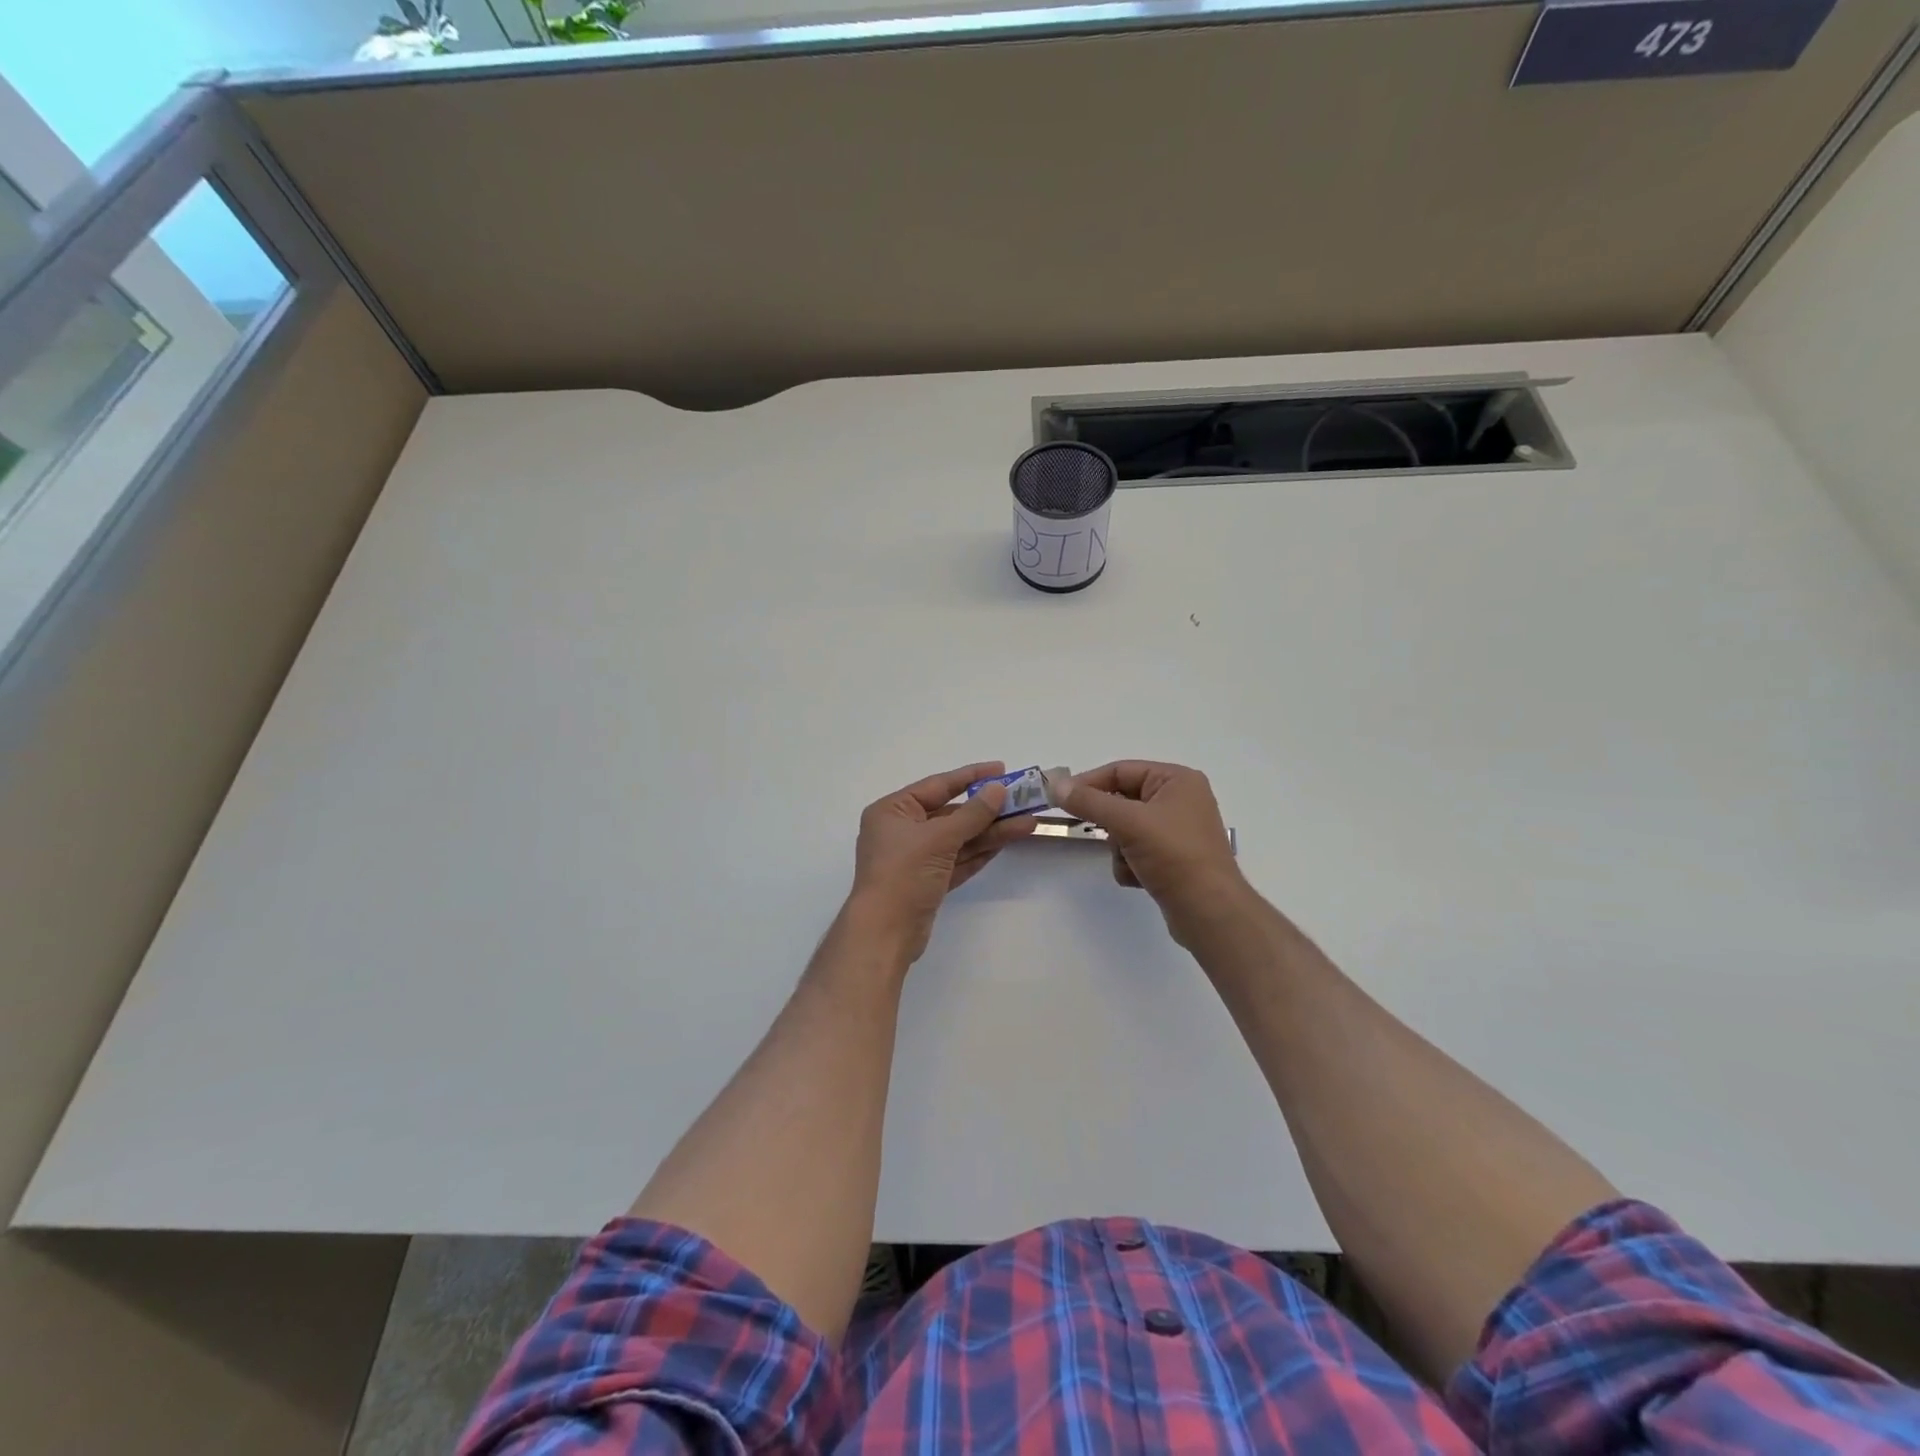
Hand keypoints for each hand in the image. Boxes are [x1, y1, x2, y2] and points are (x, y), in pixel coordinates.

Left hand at [846, 761, 1037, 964]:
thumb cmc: (904, 874)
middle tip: (1022, 801)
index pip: (938, 786)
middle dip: (987, 810)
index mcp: (893, 811)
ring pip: (958, 839)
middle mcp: (902, 830)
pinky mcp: (928, 882)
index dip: (970, 776)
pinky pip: (958, 860)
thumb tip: (998, 789)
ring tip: (1026, 823)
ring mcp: (916, 858)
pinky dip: (979, 852)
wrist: (885, 933)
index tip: (1001, 770)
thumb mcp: (939, 839)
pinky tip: (1006, 842)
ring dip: (990, 832)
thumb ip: (972, 814)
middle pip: (951, 814)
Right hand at [1056, 760, 1248, 943]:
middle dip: (1110, 823)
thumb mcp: (1128, 822)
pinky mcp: (1172, 859)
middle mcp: (1180, 800)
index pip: (1121, 771)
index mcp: (1177, 780)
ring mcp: (1176, 831)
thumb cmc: (1174, 855)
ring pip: (1125, 829)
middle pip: (1122, 801)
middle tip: (1096, 834)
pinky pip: (1136, 850)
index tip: (1060, 799)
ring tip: (1131, 861)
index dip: (1089, 783)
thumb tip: (1056, 785)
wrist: (1208, 911)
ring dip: (1119, 847)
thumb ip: (1089, 802)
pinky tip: (1140, 878)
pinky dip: (1130, 863)